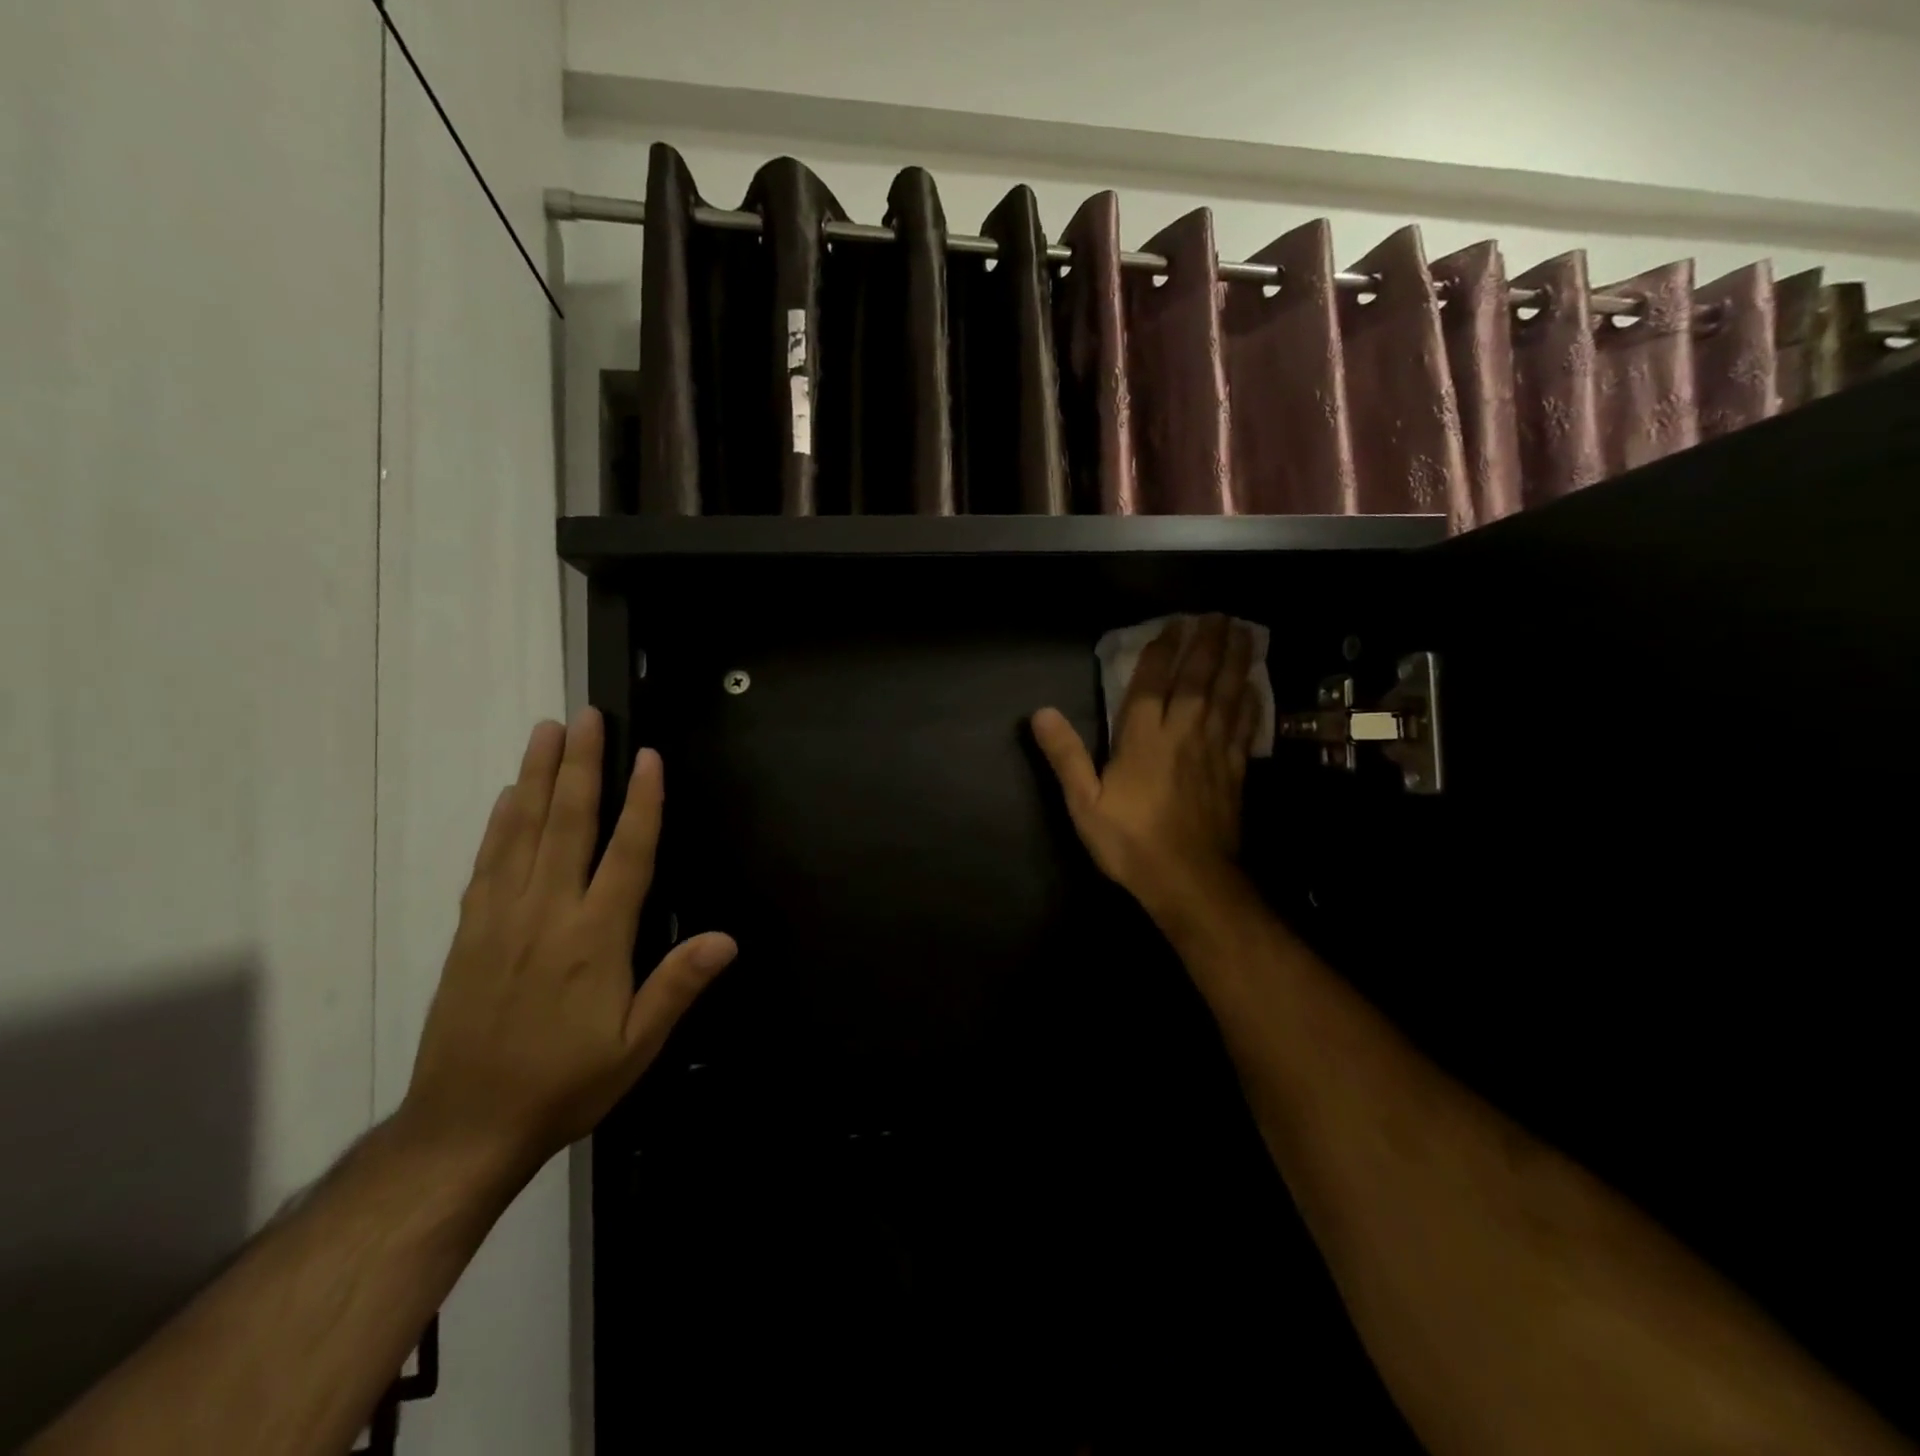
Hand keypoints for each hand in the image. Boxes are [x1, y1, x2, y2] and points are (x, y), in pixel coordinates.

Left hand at [399, 709, 735, 1183]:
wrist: (464, 1127)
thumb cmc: (565, 1083)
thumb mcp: (636, 1047)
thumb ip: (677, 986)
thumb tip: (726, 939)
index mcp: (595, 939)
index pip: (626, 854)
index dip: (641, 803)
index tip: (646, 757)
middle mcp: (548, 914)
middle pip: (568, 823)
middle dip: (582, 765)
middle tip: (588, 716)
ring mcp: (502, 917)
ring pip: (523, 831)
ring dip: (538, 776)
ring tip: (548, 731)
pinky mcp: (471, 930)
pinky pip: (488, 861)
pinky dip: (501, 821)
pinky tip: (511, 795)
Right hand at [1032, 614, 1258, 929]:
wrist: (1189, 880)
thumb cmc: (1131, 841)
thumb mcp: (1084, 803)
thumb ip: (1066, 756)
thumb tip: (1040, 713)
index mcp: (1142, 738)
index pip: (1151, 683)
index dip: (1161, 651)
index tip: (1172, 624)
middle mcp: (1182, 733)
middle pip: (1197, 679)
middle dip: (1205, 644)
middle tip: (1215, 614)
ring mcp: (1213, 750)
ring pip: (1227, 694)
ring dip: (1234, 661)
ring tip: (1243, 631)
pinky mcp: (1235, 770)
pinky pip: (1246, 726)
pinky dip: (1252, 702)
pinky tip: (1257, 687)